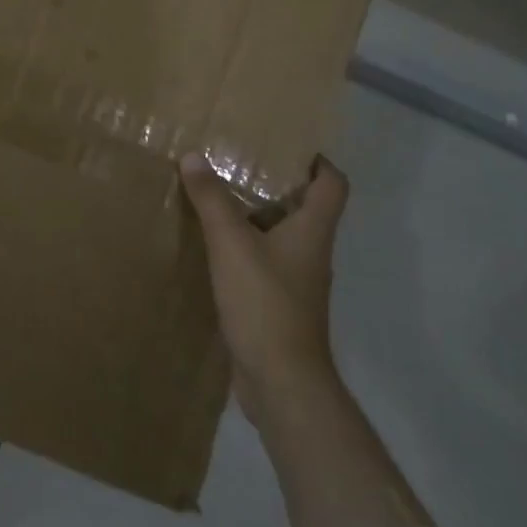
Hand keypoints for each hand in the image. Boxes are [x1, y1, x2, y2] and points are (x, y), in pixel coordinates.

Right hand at [180, 151, 350, 426]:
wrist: (281, 381)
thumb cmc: (265, 303)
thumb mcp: (231, 244)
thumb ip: (212, 199)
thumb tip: (193, 156)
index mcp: (312, 231)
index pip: (332, 184)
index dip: (317, 161)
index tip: (285, 145)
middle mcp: (311, 252)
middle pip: (304, 208)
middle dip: (274, 183)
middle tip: (237, 162)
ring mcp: (296, 281)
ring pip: (280, 236)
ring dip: (254, 216)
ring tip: (217, 198)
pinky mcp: (277, 304)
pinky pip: (262, 263)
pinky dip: (243, 248)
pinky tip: (212, 248)